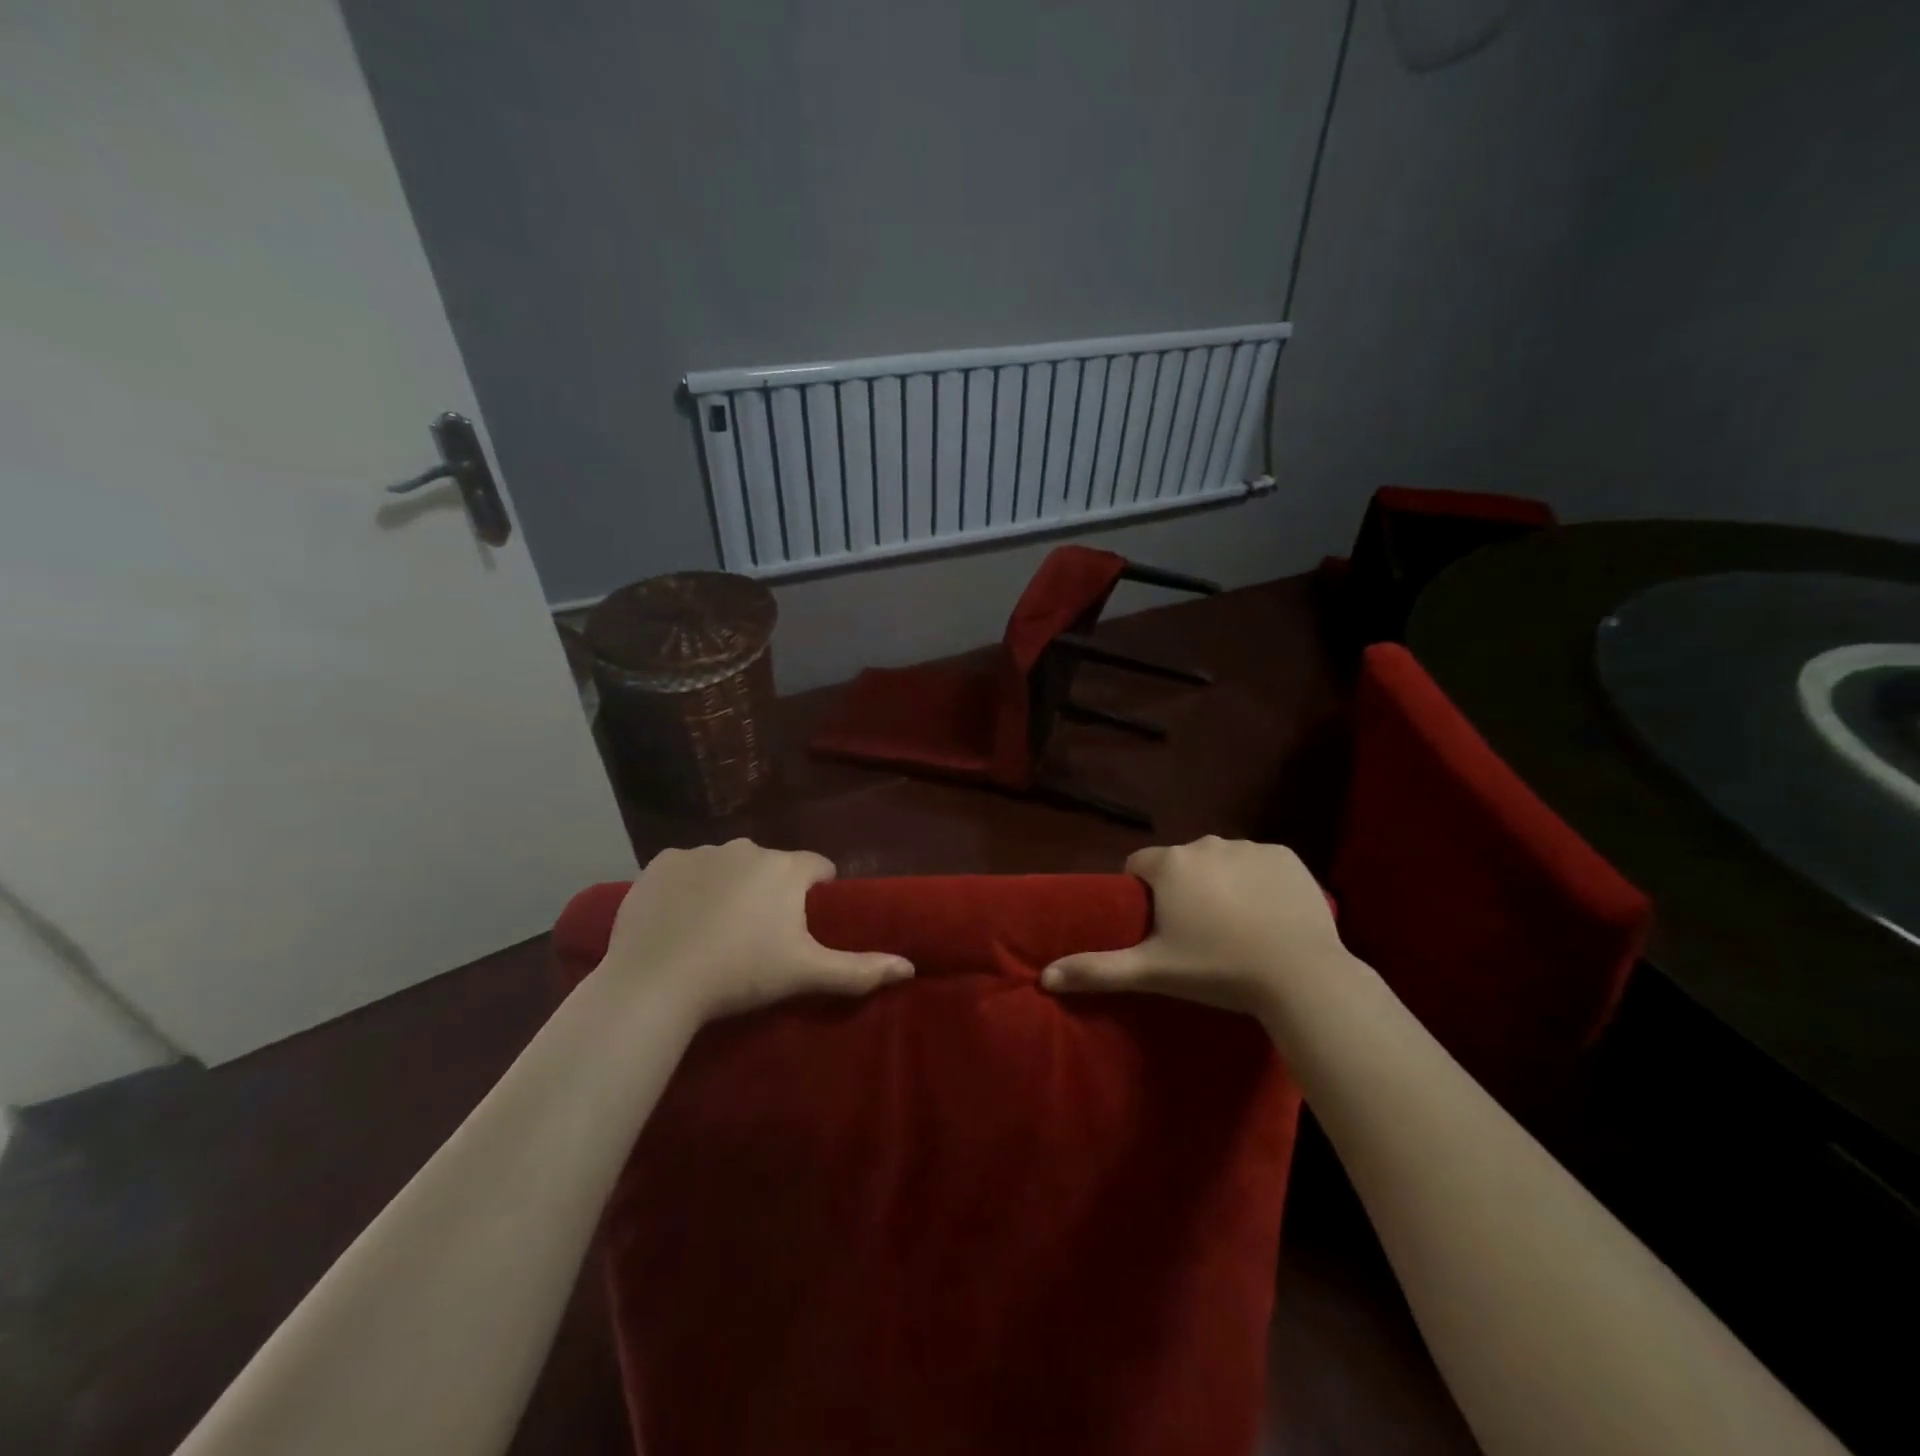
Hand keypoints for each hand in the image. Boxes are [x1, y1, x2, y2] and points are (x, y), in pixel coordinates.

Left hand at [594, 840, 911, 1024]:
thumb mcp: (805, 974)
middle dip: (771, 891)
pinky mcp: (661, 863)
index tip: (802, 927)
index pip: (818, 867)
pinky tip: (680, 920)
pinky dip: (689, 887)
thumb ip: (859, 969)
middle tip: (757, 936)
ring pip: (728, 864)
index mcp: (786, 867)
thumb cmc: (740, 975)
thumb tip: (909, 967)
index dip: (816, 893)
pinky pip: (686, 869)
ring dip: (730, 887)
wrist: (656, 983)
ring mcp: (700, 851)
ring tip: (715, 931)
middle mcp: (747, 847)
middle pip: (771, 865)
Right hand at [1042, 837, 1350, 1016]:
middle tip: (1197, 933)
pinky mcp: (1286, 856)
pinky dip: (1258, 881)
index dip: (1143, 893)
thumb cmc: (1218, 971)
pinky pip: (1260, 863)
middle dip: (1183, 888)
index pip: (1139, 865)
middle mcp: (1206, 843)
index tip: (1158, 926)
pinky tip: (1268, 914)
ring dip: (1221, 883)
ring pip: (1221, 861)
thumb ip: (1096, 969)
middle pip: (1181, 863)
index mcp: (1171, 864)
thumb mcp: (1153, 972)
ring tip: (1236, 926)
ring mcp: (1250, 846)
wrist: (1301, 977)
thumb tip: (1044, 977)